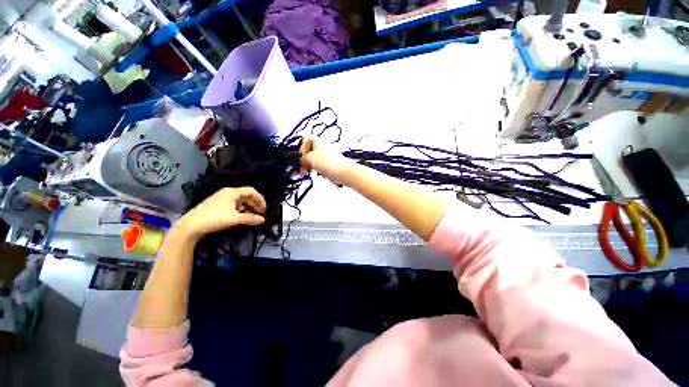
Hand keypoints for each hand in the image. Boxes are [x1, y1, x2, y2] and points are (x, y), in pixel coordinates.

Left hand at [179, 187, 266, 237]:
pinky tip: (240, 216)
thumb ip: (250, 218)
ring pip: (239, 200)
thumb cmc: (215, 218)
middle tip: (260, 212)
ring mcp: (221, 198)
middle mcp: (227, 193)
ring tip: (251, 215)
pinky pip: (233, 204)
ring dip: (247, 207)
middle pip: (246, 195)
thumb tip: (262, 220)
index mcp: (233, 192)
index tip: (264, 208)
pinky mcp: (216, 204)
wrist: (191, 225)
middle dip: (254, 203)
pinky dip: (240, 209)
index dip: (260, 199)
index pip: (251, 191)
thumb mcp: (235, 219)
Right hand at [300, 137, 351, 181]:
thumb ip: (302, 158)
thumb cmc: (325, 162)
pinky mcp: (332, 162)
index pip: (305, 141)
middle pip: (310, 151)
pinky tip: (319, 173)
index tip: (300, 158)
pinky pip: (322, 164)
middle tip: (303, 168)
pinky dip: (318, 168)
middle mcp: (323, 145)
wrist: (341, 171)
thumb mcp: (308, 158)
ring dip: (311, 165)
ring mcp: (328, 154)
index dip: (301, 150)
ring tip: (310, 172)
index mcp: (317, 140)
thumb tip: (302, 161)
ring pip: (316, 159)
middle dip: (305, 160)